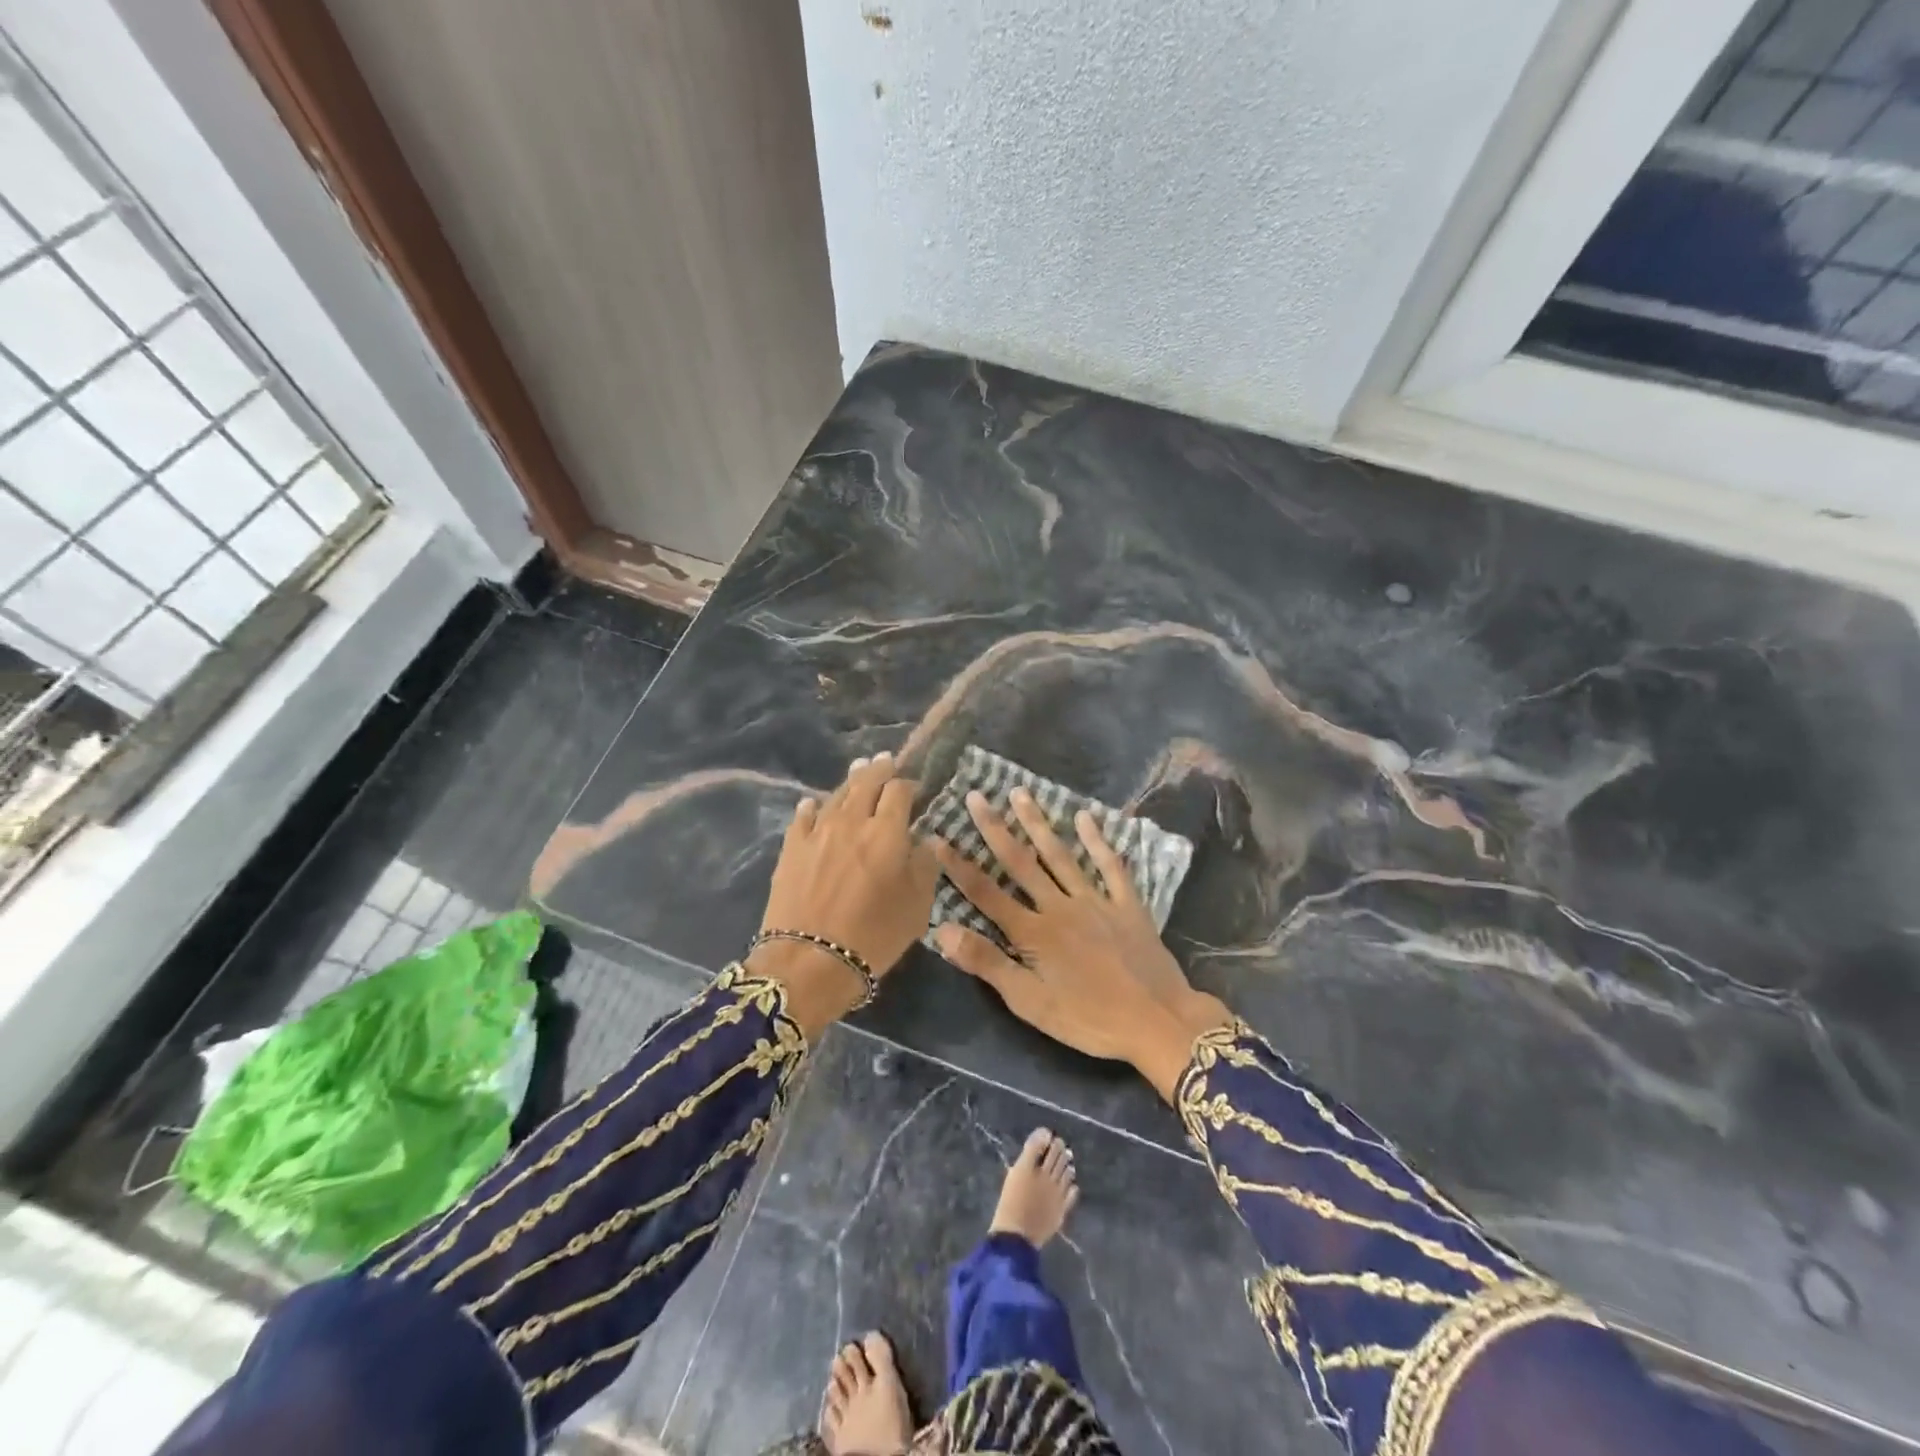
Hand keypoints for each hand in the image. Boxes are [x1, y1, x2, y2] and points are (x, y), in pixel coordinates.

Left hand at [753, 752, 938, 1032]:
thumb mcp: (917, 906)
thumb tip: (924, 840)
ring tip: (858, 771)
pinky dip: (813, 807)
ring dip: (850, 781)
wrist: (809, 961)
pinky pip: (803, 817)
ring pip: (836, 795)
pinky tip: (813, 804)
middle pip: (866, 782)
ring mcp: (817, 832)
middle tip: (886, 762)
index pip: (899, 791)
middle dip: (879, 769)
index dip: (908, 785)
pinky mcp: (791, 848)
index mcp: (887, 831)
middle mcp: (852, 821)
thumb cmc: (874, 936)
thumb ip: (925, 866)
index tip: (914, 789)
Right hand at [931, 788, 1230, 1094]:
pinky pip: (1110, 865)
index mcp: (1033, 932)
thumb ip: (987, 964)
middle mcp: (1059, 906)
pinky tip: (1086, 816)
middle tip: (977, 796)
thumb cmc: (1089, 1019)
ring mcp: (1095, 900)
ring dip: (1038, 823)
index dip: (959, 866)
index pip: (986, 893)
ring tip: (1021, 793)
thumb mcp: (1030, 1003)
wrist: (1157, 1021)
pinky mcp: (1127, 904)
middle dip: (995, 829)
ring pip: (1060, 855)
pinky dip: (1098, 840)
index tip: (937, 838)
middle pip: (1021, 862)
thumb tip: (943, 930)